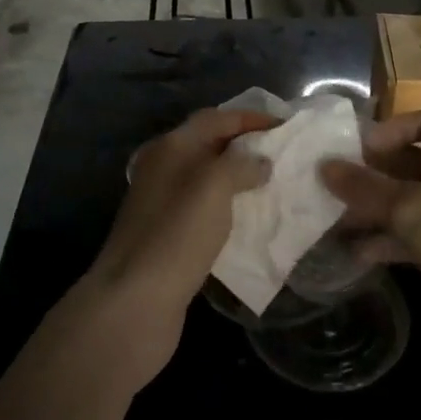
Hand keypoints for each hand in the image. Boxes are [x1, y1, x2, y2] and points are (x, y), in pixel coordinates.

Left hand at [83, 108, 274, 379]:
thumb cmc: (177, 234)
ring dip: (239, 177)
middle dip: (246, 145)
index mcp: (171, 147)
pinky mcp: (168, 236)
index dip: (251, 118)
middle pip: (210, 144)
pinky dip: (229, 206)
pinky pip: (206, 208)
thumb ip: (241, 164)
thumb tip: (260, 163)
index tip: (286, 126)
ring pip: (208, 178)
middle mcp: (164, 168)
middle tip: (282, 153)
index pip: (216, 118)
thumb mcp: (214, 186)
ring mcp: (163, 203)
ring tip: (273, 183)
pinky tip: (250, 219)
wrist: (134, 302)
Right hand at [320, 109, 420, 356]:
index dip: (394, 128)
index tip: (360, 147)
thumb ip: (365, 187)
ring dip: (374, 212)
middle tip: (332, 186)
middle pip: (410, 165)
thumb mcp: (410, 204)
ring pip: (408, 205)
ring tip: (332, 221)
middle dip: (373, 175)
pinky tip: (354, 254)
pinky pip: (412, 239)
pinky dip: (386, 243)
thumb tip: (324, 167)